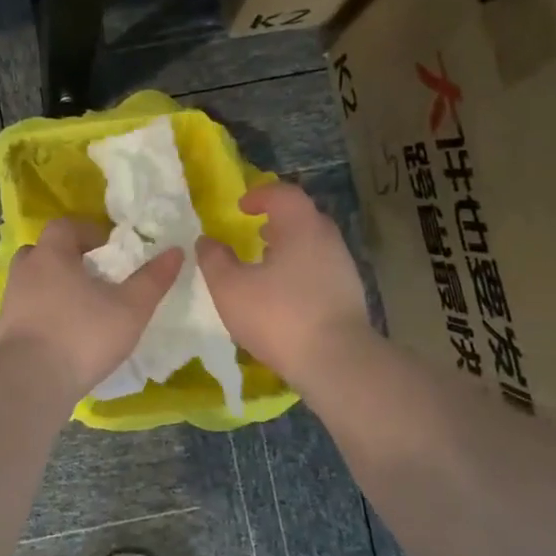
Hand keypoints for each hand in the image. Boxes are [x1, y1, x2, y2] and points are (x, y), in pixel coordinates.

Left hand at [0, 218, 181, 400]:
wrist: (32, 382)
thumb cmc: (83, 335)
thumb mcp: (130, 308)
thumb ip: (153, 279)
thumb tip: (176, 251)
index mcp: (52, 254)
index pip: (65, 226)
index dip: (88, 231)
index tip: (109, 248)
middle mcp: (26, 270)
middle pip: (43, 250)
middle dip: (67, 257)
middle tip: (93, 275)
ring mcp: (12, 300)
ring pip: (33, 280)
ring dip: (53, 285)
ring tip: (80, 305)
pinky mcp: (6, 329)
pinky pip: (27, 308)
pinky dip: (44, 312)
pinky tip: (63, 331)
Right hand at [195, 181, 374, 389]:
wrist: (335, 361)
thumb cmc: (278, 316)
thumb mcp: (230, 288)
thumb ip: (214, 260)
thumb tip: (206, 241)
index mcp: (301, 227)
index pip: (283, 194)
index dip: (260, 195)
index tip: (241, 208)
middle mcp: (327, 239)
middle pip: (302, 218)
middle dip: (276, 221)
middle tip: (254, 234)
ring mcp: (343, 267)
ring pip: (313, 245)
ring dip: (288, 248)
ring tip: (265, 267)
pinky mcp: (349, 294)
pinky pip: (320, 269)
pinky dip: (300, 271)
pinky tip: (284, 297)